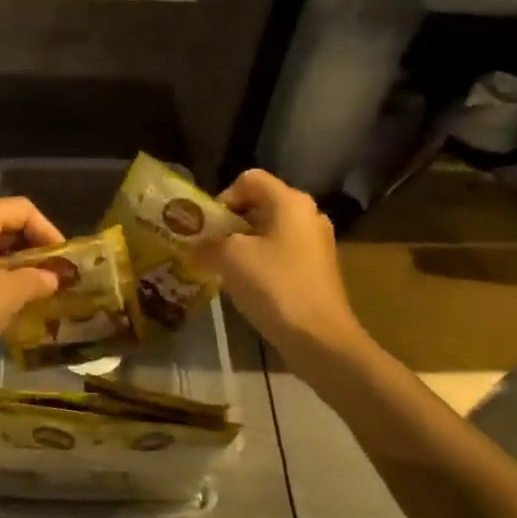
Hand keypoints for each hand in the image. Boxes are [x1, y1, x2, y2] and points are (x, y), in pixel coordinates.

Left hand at [0, 198, 65, 371]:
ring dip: (14, 261)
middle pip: (4, 222)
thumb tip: (53, 277)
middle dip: (32, 246)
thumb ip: (37, 278)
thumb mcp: (10, 293)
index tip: (63, 259)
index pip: (22, 209)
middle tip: (53, 273)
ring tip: (35, 286)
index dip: (48, 231)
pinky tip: (7, 296)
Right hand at [210, 169, 362, 352]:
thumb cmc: (275, 286)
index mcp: (290, 201)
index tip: (210, 227)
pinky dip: (262, 263)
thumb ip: (207, 244)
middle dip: (231, 223)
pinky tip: (249, 286)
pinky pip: (282, 254)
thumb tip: (196, 247)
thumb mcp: (229, 258)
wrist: (319, 338)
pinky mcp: (318, 270)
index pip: (249, 179)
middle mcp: (308, 215)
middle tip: (210, 247)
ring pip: (270, 231)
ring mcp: (317, 243)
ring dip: (244, 245)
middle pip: (260, 204)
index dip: (223, 197)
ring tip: (224, 268)